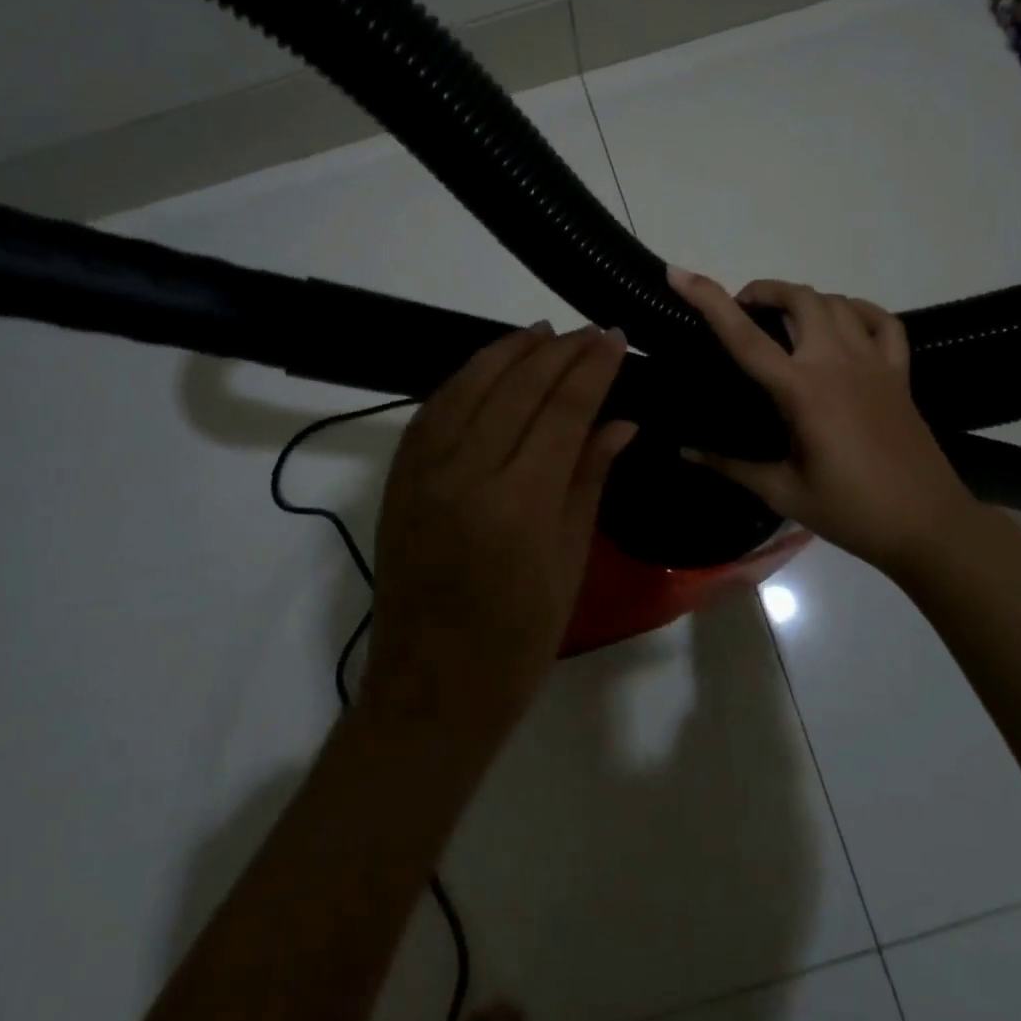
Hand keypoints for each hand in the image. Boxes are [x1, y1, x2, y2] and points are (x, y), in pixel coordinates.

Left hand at [362, 324, 636, 736]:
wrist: (430, 688)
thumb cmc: (518, 640)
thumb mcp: (568, 562)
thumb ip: (588, 480)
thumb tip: (621, 421)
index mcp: (517, 502)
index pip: (563, 411)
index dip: (592, 369)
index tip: (615, 339)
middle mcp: (464, 473)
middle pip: (516, 387)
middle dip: (558, 352)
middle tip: (589, 332)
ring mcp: (422, 472)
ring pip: (467, 386)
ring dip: (506, 352)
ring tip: (541, 333)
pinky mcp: (398, 479)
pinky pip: (432, 410)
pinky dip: (463, 379)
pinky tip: (487, 368)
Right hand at [668, 267, 976, 572]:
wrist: (928, 525)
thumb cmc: (850, 511)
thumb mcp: (782, 492)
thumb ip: (730, 465)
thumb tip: (684, 450)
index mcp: (801, 390)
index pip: (745, 336)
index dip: (708, 299)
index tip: (680, 273)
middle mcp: (836, 363)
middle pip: (798, 298)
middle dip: (763, 291)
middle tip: (743, 313)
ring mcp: (873, 363)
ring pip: (835, 302)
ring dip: (803, 299)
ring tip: (784, 321)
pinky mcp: (899, 373)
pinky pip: (881, 321)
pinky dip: (857, 310)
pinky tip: (843, 324)